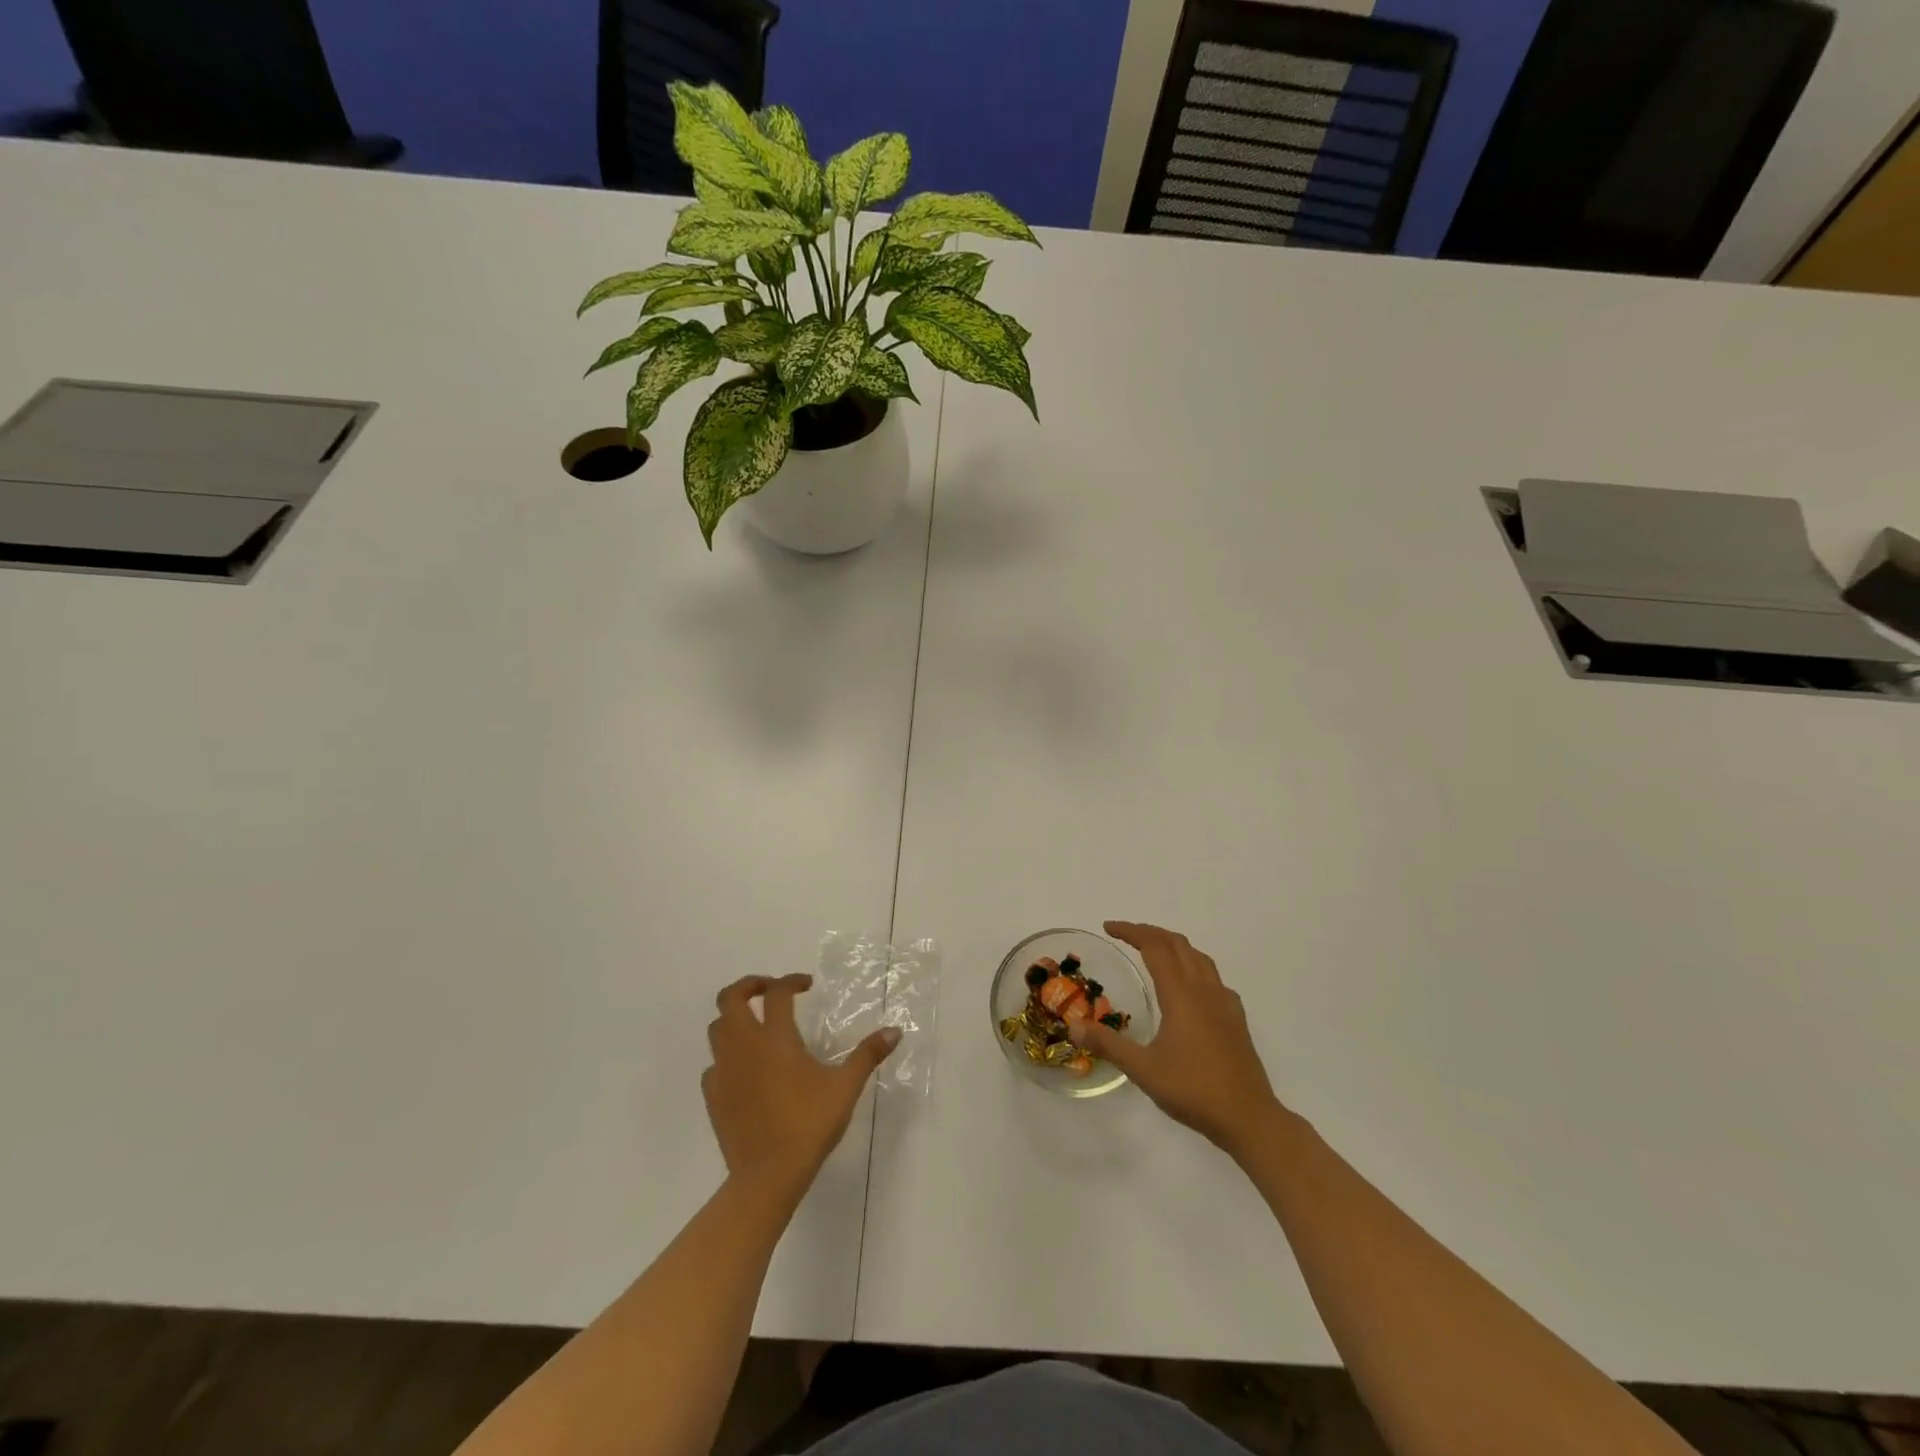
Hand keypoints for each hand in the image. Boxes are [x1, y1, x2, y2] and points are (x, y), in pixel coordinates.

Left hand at [703, 974, 898, 1203]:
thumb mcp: (845, 1087)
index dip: (792, 981)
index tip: (808, 985)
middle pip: (730, 998)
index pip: (777, 992)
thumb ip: (868, 1055)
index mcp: (775, 1038)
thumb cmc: (808, 1125)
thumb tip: (895, 1031)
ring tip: (757, 1025)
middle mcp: (744, 1046)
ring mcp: (724, 1071)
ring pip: (717, 1028)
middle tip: (771, 990)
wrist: (767, 1176)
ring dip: (735, 1018)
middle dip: (750, 986)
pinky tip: (745, 1069)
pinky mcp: (713, 1096)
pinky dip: (727, 1056)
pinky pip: (714, 1064)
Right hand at [1069, 921, 1283, 1155]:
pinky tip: (1190, 989)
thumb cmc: (1193, 1090)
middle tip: (1125, 935)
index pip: (1154, 946)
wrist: (1249, 1118)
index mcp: (1180, 994)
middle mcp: (1204, 989)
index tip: (1108, 928)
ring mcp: (1224, 1002)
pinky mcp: (1236, 1019)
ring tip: (1155, 952)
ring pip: (1198, 957)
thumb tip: (1073, 1025)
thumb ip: (1108, 1044)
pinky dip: (1194, 968)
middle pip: (1178, 944)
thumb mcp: (1143, 1070)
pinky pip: (1213, 978)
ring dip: (1174, 946)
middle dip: (1150, 932)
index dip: (1130, 932)